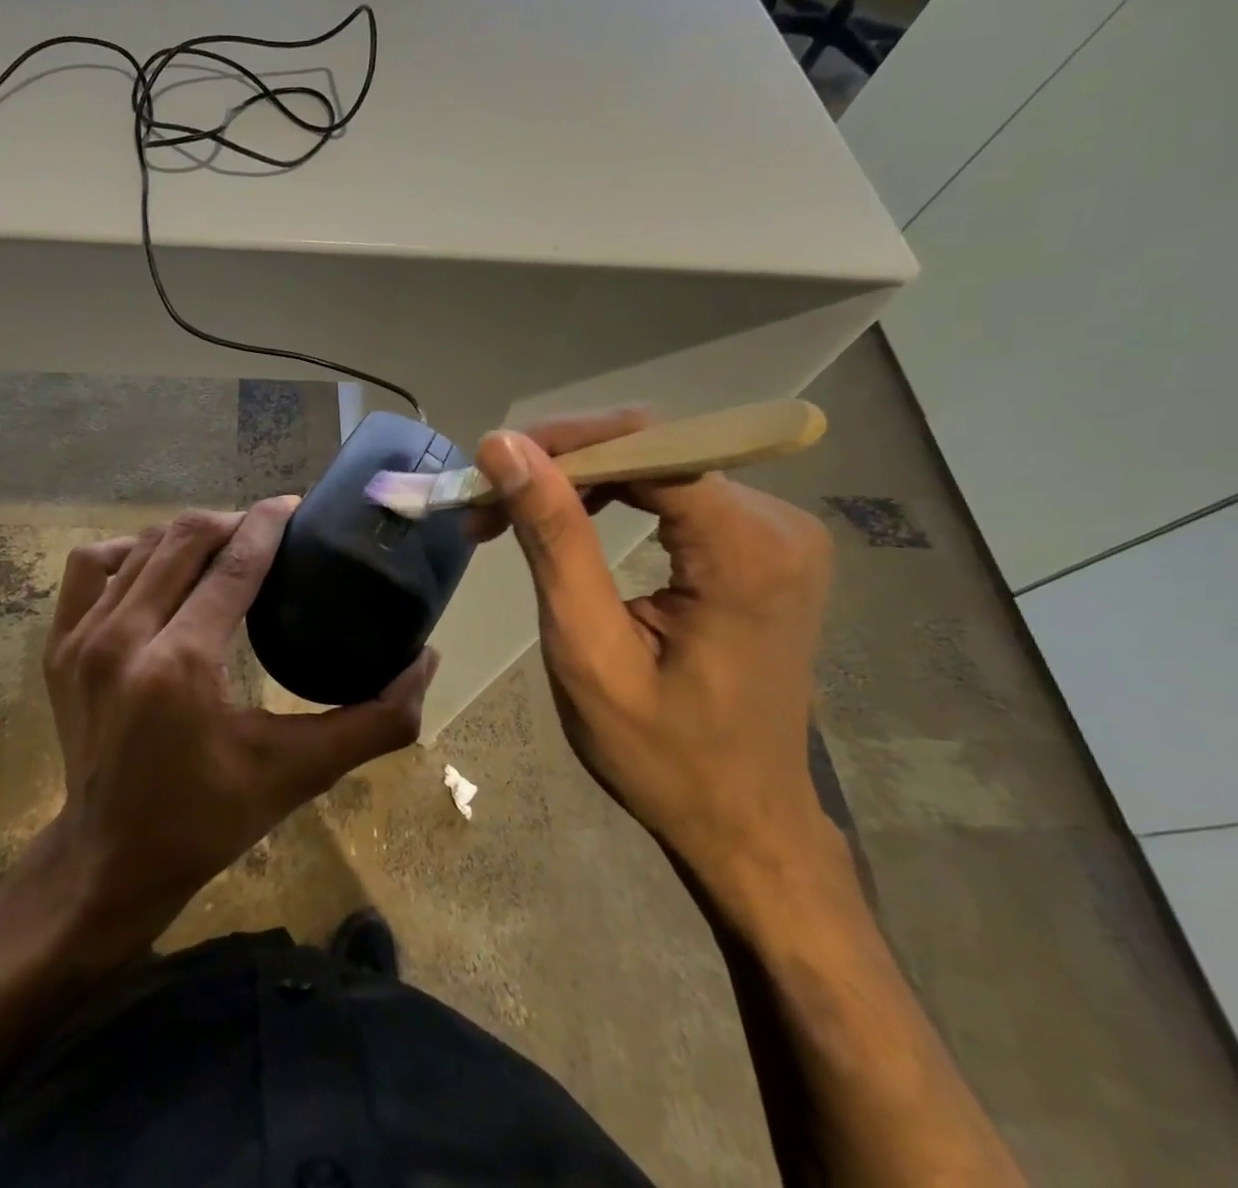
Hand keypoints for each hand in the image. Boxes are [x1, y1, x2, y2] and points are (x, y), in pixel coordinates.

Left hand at [41, 498, 436, 944]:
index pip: (233, 562)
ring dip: (186, 535)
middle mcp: (124, 638)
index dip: (268, 523)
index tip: (294, 506)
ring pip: (140, 546)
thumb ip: (374, 721)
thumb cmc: (209, 818)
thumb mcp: (300, 773)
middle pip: (185, 539)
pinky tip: (155, 566)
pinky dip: (127, 552)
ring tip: (221, 547)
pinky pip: (91, 568)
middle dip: (233, 522)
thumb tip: (427, 662)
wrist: (111, 860)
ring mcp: (82, 640)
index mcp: (182, 665)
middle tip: (268, 531)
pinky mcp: (58, 647)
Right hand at [473, 414, 836, 893]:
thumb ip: (554, 539)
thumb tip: (506, 447)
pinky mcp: (762, 546)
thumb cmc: (661, 753)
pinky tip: (565, 521)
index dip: (561, 444)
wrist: (744, 821)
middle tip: (487, 503)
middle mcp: (778, 524)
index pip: (646, 446)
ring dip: (576, 481)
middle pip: (652, 448)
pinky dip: (609, 497)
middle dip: (560, 464)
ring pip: (657, 463)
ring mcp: (777, 533)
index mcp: (747, 551)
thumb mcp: (588, 649)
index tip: (489, 469)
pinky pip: (674, 491)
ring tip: (509, 515)